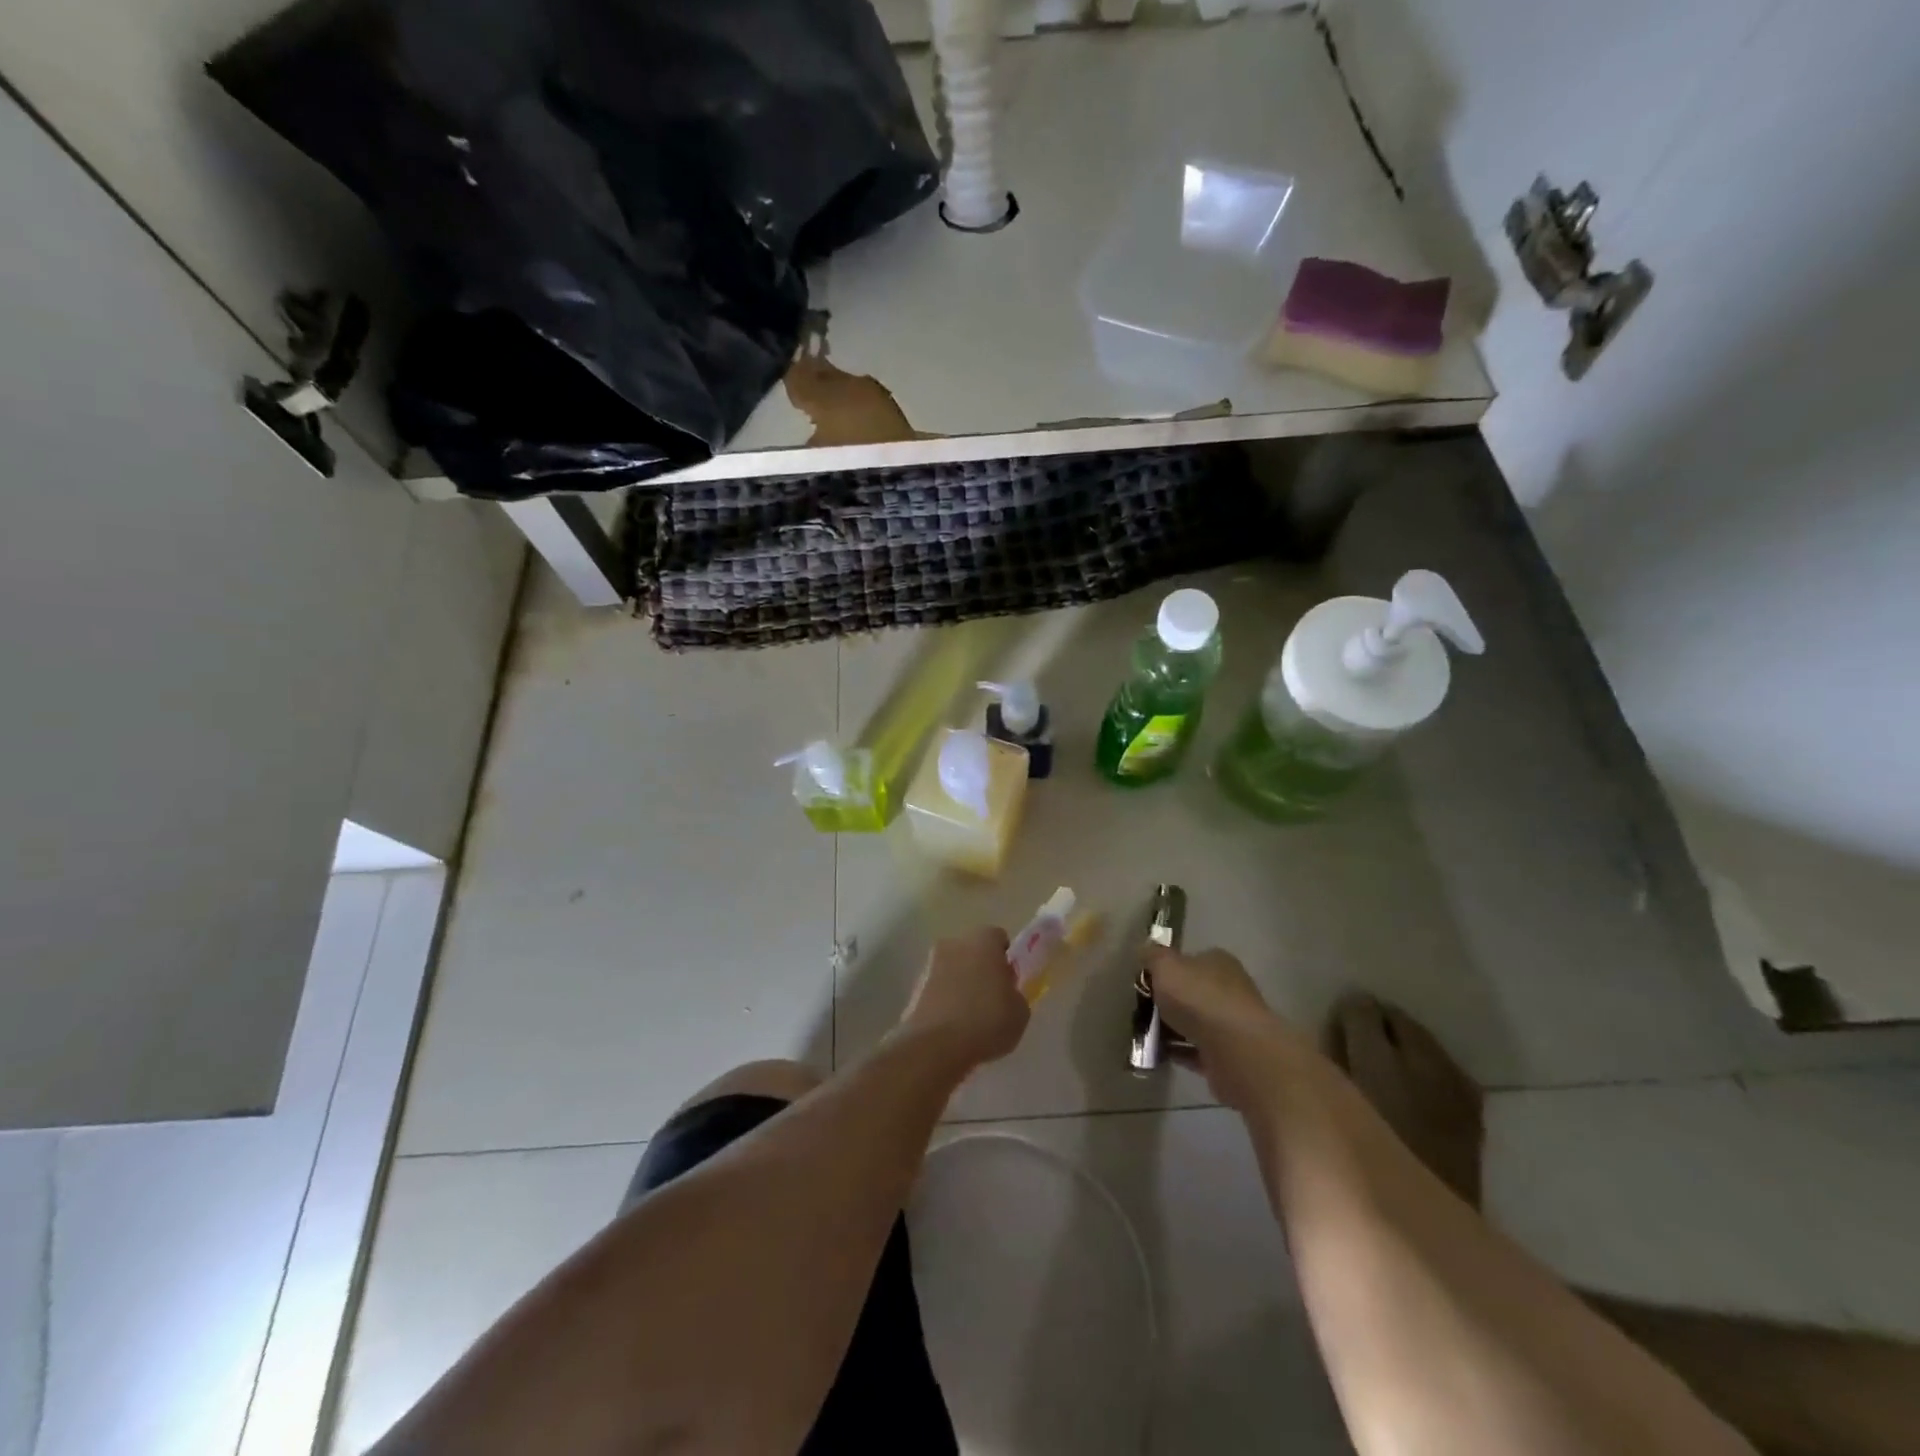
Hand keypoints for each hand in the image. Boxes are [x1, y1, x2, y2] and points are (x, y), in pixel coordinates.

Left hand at [896, 926, 1030, 1072]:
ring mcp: (929, 964)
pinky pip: (937, 989)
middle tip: (991, 998)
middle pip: (972, 950)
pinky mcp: (914, 988)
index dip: (1005, 959)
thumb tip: (1005, 993)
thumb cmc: (986, 1021)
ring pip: (952, 968)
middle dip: (981, 968)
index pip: (998, 938)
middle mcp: (954, 943)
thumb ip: (1015, 994)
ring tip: (970, 1017)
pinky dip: (944, 1000)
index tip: (1009, 982)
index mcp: (983, 940)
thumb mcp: (1020, 1012)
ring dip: (960, 984)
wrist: (935, 1046)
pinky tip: (952, 1026)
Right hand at [1146, 945, 1307, 1114]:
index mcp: (1218, 962)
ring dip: (1171, 1029)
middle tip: (1140, 1011)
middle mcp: (1229, 989)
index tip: (1144, 983)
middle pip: (1191, 992)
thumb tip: (1145, 949)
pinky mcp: (1229, 1055)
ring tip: (1144, 1036)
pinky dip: (1178, 1052)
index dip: (1165, 970)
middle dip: (1167, 1002)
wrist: (1236, 1051)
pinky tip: (1158, 1055)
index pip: (1189, 960)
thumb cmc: (1199, 999)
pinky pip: (1196, 1051)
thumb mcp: (1165, 966)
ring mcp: (1232, 1024)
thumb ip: (1152, 956)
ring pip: (1194, 1023)